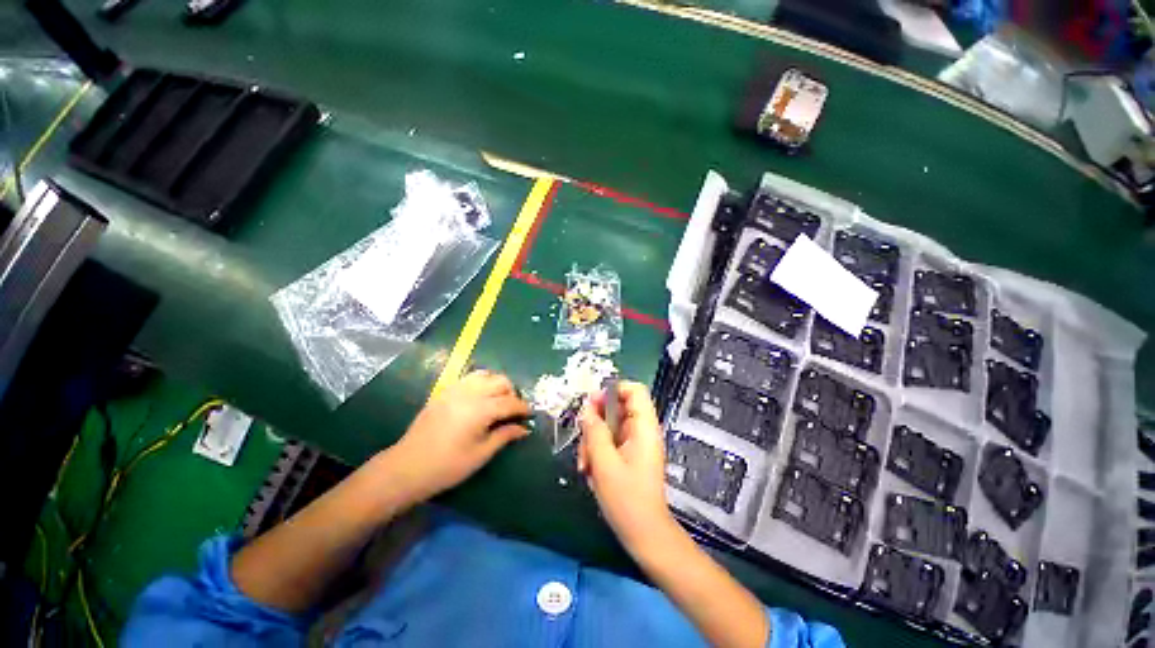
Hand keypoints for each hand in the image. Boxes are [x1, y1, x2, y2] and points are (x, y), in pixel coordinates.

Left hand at [387, 370, 529, 502]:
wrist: (407, 467)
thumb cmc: (447, 465)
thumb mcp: (481, 454)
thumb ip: (505, 436)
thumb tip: (524, 428)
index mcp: (480, 409)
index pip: (510, 402)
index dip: (523, 408)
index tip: (530, 415)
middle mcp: (470, 393)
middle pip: (500, 381)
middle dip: (512, 393)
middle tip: (514, 410)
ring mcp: (455, 389)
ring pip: (485, 374)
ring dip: (497, 384)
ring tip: (498, 401)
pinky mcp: (445, 391)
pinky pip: (469, 378)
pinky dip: (481, 382)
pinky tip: (480, 398)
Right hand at [578, 381, 676, 553]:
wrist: (644, 535)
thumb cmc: (627, 499)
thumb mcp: (604, 462)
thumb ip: (594, 431)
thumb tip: (586, 409)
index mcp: (644, 427)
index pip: (634, 391)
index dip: (614, 390)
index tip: (593, 404)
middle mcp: (641, 431)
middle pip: (616, 408)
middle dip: (595, 422)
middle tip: (583, 440)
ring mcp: (635, 443)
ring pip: (608, 426)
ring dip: (592, 441)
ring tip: (585, 465)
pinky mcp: (628, 455)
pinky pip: (609, 442)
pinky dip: (597, 452)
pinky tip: (590, 471)